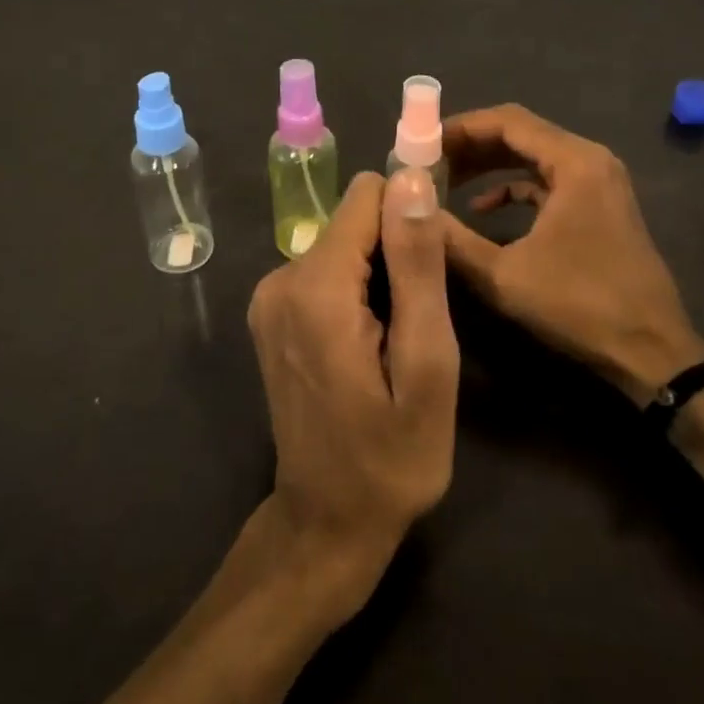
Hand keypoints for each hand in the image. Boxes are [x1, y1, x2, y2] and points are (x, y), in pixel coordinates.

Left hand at [246, 169, 459, 616]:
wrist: (327, 523)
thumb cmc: (393, 456)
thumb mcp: (427, 364)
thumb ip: (417, 265)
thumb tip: (412, 179)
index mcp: (316, 286)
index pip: (368, 194)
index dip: (410, 216)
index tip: (433, 263)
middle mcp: (281, 277)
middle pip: (355, 219)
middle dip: (395, 250)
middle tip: (418, 317)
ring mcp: (269, 296)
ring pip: (344, 242)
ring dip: (378, 274)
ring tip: (396, 336)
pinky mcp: (272, 313)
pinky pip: (326, 269)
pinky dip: (355, 289)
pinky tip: (370, 341)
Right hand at [441, 103, 703, 404]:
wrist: (651, 351)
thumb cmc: (579, 304)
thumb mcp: (503, 274)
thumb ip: (452, 239)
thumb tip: (411, 211)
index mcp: (574, 162)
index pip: (507, 121)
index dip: (460, 127)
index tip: (421, 142)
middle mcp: (590, 160)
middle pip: (520, 133)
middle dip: (471, 146)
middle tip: (428, 162)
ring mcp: (598, 182)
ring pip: (533, 157)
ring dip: (490, 166)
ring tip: (446, 182)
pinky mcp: (599, 206)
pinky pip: (548, 181)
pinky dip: (514, 188)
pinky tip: (484, 209)